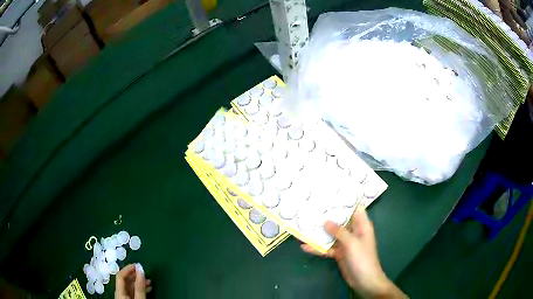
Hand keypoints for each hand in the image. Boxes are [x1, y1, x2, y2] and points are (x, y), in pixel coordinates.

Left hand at [115, 264, 151, 298]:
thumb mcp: (139, 297)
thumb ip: (139, 285)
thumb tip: (140, 268)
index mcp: (119, 290)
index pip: (120, 275)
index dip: (128, 268)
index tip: (138, 265)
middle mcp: (119, 291)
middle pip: (125, 280)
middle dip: (135, 275)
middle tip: (145, 273)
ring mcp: (124, 296)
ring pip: (130, 286)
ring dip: (139, 282)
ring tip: (149, 282)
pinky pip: (133, 291)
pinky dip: (139, 288)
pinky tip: (147, 288)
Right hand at [301, 209, 404, 298]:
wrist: (364, 280)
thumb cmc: (362, 258)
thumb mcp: (352, 243)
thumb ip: (339, 231)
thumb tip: (325, 221)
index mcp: (361, 225)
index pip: (354, 208)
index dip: (344, 201)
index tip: (330, 194)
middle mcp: (353, 231)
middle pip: (340, 221)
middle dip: (327, 216)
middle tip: (311, 207)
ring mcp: (345, 243)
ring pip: (331, 234)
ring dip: (320, 232)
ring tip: (304, 226)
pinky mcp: (339, 253)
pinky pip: (327, 248)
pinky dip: (317, 248)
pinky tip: (305, 246)